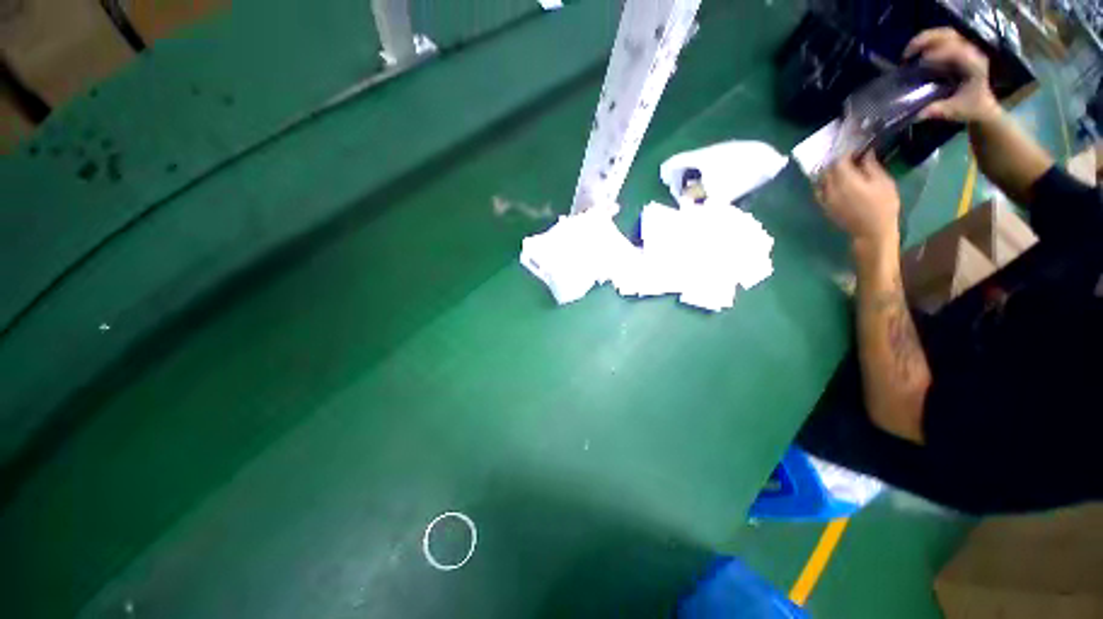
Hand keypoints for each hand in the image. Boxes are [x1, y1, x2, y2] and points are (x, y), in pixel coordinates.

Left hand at [816, 152, 900, 245]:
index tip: (858, 151)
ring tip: (843, 171)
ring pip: (821, 180)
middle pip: (828, 170)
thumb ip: (871, 166)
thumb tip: (866, 153)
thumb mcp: (883, 182)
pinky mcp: (824, 207)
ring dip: (830, 173)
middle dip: (838, 163)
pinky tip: (834, 183)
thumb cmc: (883, 206)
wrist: (871, 231)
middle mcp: (830, 189)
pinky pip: (819, 192)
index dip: (847, 154)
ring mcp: (825, 199)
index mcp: (845, 181)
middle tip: (851, 160)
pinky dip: (824, 185)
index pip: (839, 161)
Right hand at [905, 28, 1001, 123]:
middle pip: (947, 35)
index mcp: (974, 64)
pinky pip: (941, 39)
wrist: (984, 104)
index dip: (934, 56)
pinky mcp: (959, 49)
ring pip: (943, 34)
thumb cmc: (972, 107)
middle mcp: (971, 50)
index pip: (954, 51)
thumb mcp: (956, 111)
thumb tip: (918, 113)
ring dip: (923, 41)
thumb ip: (939, 110)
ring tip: (908, 55)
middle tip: (906, 55)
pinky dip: (926, 44)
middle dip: (925, 41)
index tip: (917, 66)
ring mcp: (965, 48)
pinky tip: (916, 55)